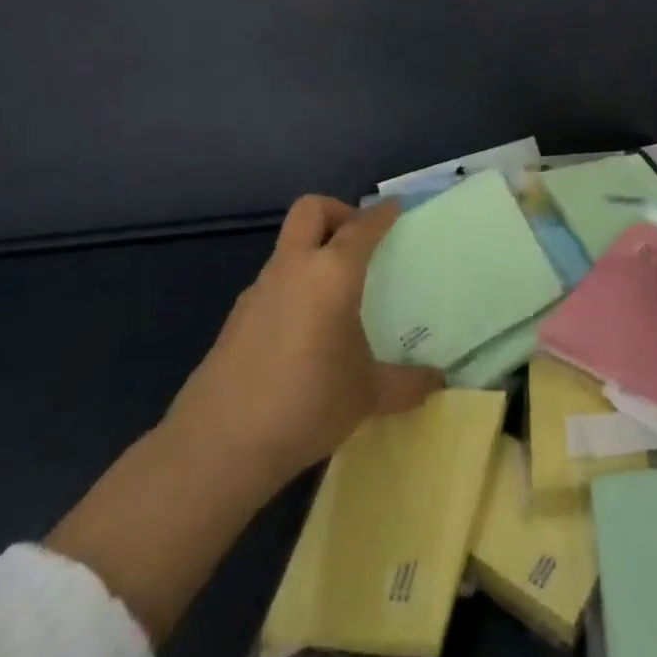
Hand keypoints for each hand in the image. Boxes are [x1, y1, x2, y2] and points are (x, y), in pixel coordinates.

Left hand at [164, 196, 442, 488]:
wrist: (217, 446)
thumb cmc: (306, 403)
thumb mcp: (368, 395)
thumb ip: (407, 383)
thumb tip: (438, 381)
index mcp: (332, 272)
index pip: (362, 226)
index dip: (382, 213)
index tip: (396, 209)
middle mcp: (294, 268)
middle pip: (311, 210)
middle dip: (337, 212)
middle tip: (359, 242)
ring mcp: (259, 291)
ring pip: (288, 247)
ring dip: (312, 253)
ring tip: (336, 293)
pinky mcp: (235, 319)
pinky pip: (273, 284)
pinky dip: (293, 288)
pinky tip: (305, 332)